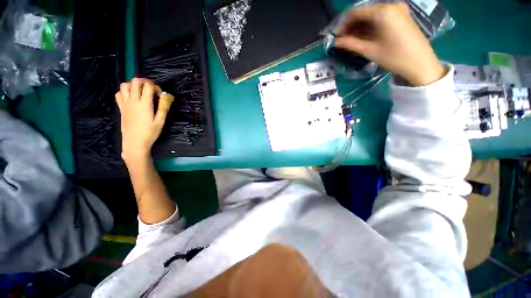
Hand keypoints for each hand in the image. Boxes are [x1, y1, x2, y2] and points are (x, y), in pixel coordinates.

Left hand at [116, 78, 172, 161]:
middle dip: (144, 81)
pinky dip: (125, 91)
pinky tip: (131, 97)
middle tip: (151, 89)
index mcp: (144, 104)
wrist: (134, 142)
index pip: (148, 86)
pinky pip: (119, 94)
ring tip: (141, 91)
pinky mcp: (121, 108)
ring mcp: (125, 104)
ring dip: (133, 85)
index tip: (160, 95)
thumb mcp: (160, 121)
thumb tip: (168, 95)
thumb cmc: (150, 133)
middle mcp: (133, 101)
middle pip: (135, 82)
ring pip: (124, 85)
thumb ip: (164, 107)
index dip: (155, 87)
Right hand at [334, 2, 445, 85]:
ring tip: (352, 41)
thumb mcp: (369, 50)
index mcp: (382, 11)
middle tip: (343, 40)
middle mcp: (390, 5)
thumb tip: (335, 42)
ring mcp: (397, 9)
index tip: (336, 37)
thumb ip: (350, 44)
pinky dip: (370, 26)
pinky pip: (380, 17)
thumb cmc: (393, 57)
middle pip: (364, 12)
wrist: (420, 63)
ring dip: (360, 27)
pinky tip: (365, 37)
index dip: (343, 24)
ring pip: (372, 15)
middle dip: (351, 26)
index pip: (355, 12)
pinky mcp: (401, 16)